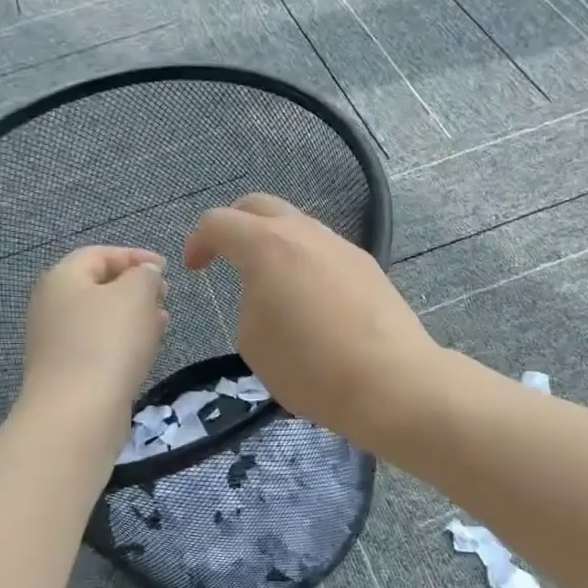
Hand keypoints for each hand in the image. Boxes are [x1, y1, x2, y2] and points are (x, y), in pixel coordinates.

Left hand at [21, 246, 167, 425]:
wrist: (78, 410)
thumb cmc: (108, 341)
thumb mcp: (136, 294)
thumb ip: (144, 274)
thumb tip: (144, 273)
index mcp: (62, 277)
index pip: (99, 254)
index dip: (135, 256)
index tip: (166, 268)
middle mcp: (51, 305)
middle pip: (97, 286)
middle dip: (135, 287)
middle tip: (165, 296)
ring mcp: (55, 341)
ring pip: (100, 317)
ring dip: (133, 316)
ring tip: (162, 323)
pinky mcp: (66, 371)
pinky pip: (98, 345)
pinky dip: (123, 341)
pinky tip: (144, 351)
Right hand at [183, 194, 438, 445]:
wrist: (391, 382)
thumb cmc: (311, 369)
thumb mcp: (253, 343)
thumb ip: (249, 303)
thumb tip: (267, 294)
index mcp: (267, 246)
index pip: (219, 222)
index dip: (198, 242)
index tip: (196, 268)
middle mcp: (305, 233)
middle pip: (260, 206)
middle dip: (235, 225)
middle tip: (226, 257)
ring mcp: (341, 245)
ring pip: (298, 226)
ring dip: (274, 243)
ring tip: (272, 284)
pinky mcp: (368, 265)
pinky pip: (325, 250)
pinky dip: (305, 262)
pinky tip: (311, 300)